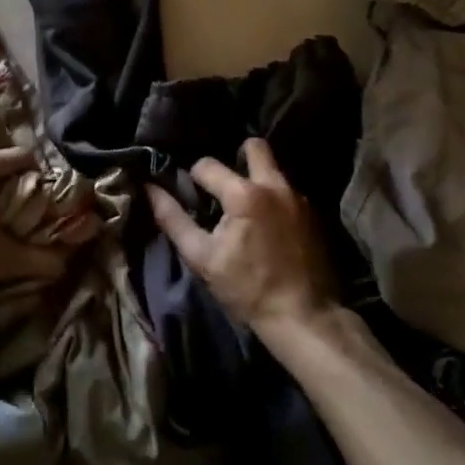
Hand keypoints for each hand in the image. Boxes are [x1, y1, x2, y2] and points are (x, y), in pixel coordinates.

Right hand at [146, 138, 338, 337]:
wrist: (304, 317)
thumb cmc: (247, 288)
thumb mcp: (202, 257)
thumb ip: (173, 219)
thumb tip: (149, 189)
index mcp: (244, 194)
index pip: (207, 165)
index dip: (193, 177)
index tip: (192, 197)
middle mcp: (274, 185)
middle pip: (255, 147)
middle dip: (236, 156)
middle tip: (224, 184)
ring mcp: (299, 198)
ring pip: (273, 169)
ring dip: (256, 179)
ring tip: (243, 206)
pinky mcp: (314, 214)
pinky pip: (288, 191)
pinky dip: (273, 198)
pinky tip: (267, 223)